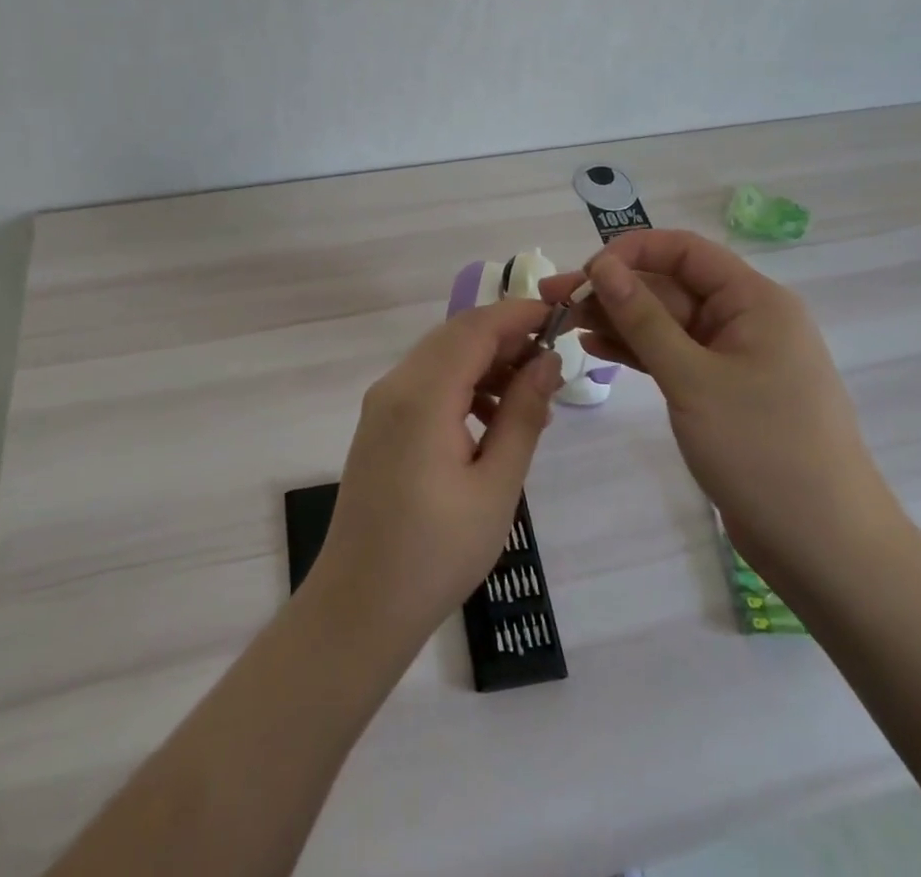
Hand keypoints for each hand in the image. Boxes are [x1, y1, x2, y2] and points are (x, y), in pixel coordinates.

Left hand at [309, 299, 562, 653]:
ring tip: (529, 400)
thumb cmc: (437, 553)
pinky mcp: (379, 424)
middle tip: (551, 363)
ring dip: (485, 362)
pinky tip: (492, 421)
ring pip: (441, 357)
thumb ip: (522, 415)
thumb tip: (547, 362)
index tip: (560, 318)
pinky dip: (462, 385)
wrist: (360, 604)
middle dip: (505, 338)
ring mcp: (382, 404)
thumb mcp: (495, 486)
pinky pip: (426, 383)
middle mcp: (395, 386)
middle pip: (455, 336)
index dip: (518, 315)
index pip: (475, 328)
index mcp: (422, 395)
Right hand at [541, 230, 899, 571]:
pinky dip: (637, 351)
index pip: (685, 250)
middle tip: (552, 301)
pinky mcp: (722, 391)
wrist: (824, 547)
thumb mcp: (693, 379)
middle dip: (612, 290)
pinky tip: (596, 348)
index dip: (632, 251)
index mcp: (754, 301)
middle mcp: (746, 319)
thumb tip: (602, 265)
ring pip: (666, 322)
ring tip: (564, 323)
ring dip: (618, 320)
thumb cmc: (763, 451)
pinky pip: (673, 355)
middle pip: (670, 286)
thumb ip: (643, 318)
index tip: (584, 273)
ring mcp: (733, 357)